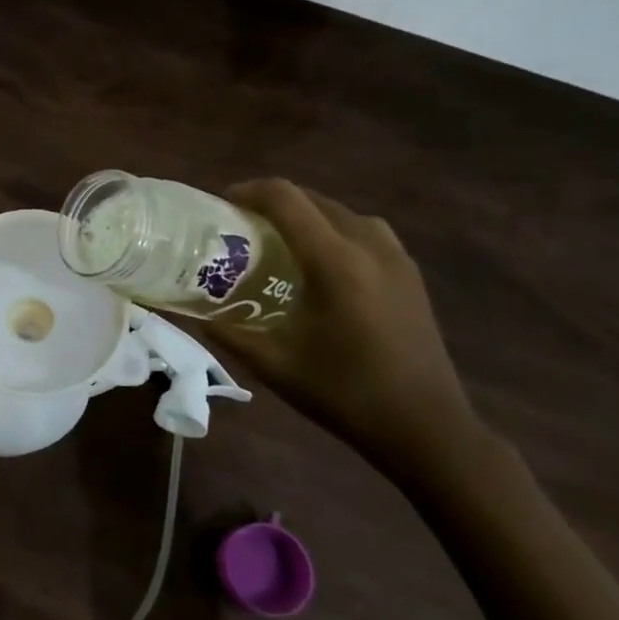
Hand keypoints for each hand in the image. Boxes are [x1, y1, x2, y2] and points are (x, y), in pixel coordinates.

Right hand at [203, 179, 501, 491]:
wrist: (425, 428)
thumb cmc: (345, 394)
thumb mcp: (274, 365)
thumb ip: (229, 332)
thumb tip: (193, 313)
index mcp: (335, 263)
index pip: (286, 200)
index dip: (250, 191)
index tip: (222, 203)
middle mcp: (369, 247)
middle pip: (315, 200)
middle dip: (275, 202)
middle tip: (242, 225)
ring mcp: (397, 259)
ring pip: (343, 213)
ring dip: (308, 214)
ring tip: (280, 239)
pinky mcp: (411, 275)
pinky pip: (366, 231)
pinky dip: (335, 230)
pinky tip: (321, 264)